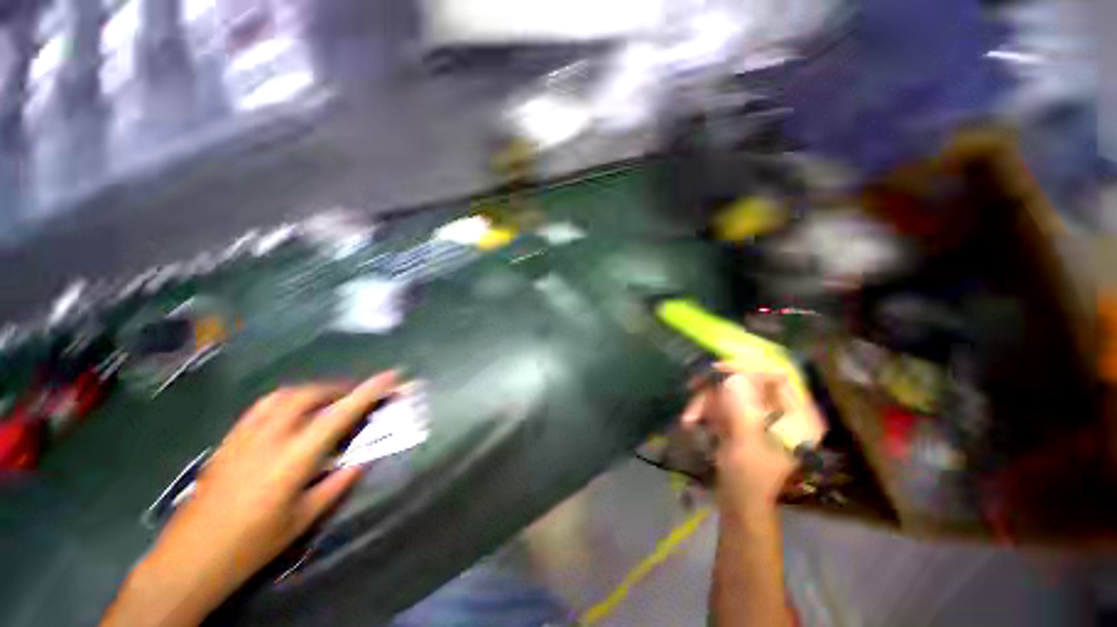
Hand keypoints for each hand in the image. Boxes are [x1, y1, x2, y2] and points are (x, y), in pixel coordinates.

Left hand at [104, 372, 397, 626]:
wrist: (191, 557)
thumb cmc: (253, 543)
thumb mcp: (304, 519)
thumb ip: (338, 483)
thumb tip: (364, 458)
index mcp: (293, 458)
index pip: (340, 414)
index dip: (368, 392)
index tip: (391, 376)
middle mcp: (270, 437)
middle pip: (310, 395)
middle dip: (340, 388)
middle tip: (357, 396)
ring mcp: (245, 435)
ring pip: (285, 395)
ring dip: (314, 390)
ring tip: (328, 399)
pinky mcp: (229, 439)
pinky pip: (263, 405)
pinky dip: (287, 398)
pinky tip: (291, 411)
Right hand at [681, 365, 824, 506]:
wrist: (737, 502)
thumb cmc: (748, 476)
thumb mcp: (746, 440)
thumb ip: (742, 406)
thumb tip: (735, 375)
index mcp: (800, 417)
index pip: (777, 377)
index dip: (747, 370)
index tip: (716, 370)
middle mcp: (784, 412)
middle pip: (750, 383)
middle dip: (719, 389)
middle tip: (694, 386)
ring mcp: (762, 416)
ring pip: (732, 392)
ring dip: (708, 401)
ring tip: (689, 416)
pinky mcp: (745, 421)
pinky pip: (725, 404)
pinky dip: (708, 409)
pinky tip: (693, 420)